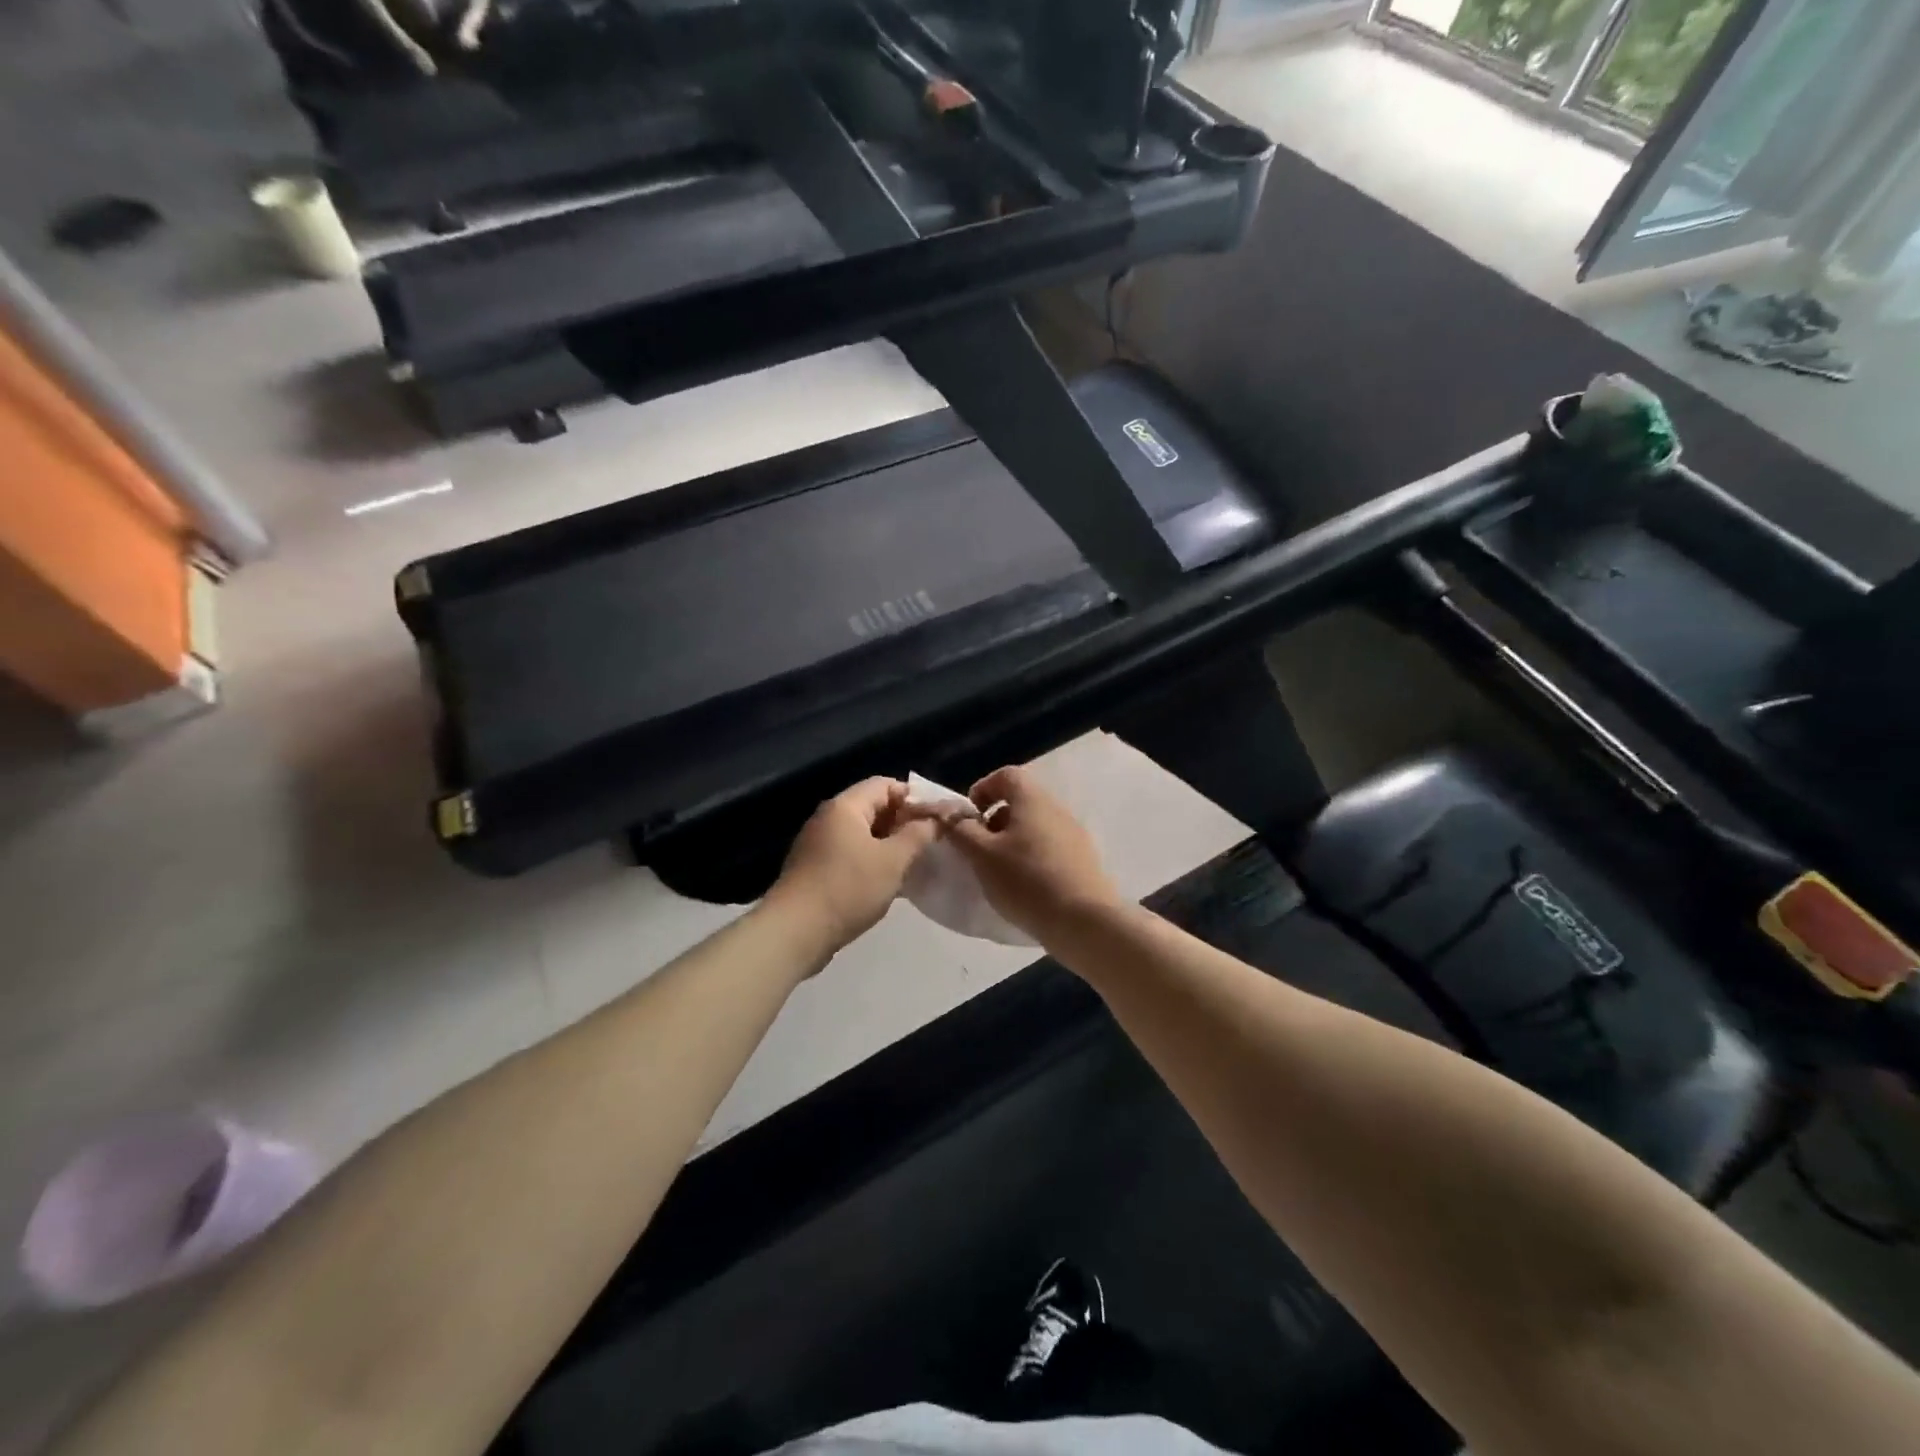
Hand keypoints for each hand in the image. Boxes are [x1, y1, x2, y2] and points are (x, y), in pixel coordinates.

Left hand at [765, 778, 939, 953]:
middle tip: (927, 843)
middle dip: (902, 822)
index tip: (935, 820)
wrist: (795, 931)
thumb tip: (935, 819)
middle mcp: (828, 817)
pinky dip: (870, 860)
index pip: (885, 784)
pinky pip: (849, 852)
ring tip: (911, 863)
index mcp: (845, 806)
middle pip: (872, 806)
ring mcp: (817, 843)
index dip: (913, 797)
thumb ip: (918, 835)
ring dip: (887, 843)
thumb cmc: (848, 888)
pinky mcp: (813, 868)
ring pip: (861, 833)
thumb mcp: (893, 861)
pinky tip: (885, 881)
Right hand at [936, 765, 1122, 939]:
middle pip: (1021, 802)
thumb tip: (949, 812)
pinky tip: (1025, 887)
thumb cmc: (1027, 881)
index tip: (968, 818)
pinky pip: (1050, 849)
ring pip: (1035, 827)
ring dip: (1012, 841)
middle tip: (979, 849)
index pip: (1006, 775)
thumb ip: (961, 830)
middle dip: (994, 820)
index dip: (982, 789)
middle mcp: (1057, 810)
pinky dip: (1031, 858)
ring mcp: (1075, 835)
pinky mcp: (1084, 861)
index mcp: (1033, 800)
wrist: (1084, 922)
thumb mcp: (982, 855)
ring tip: (999, 872)